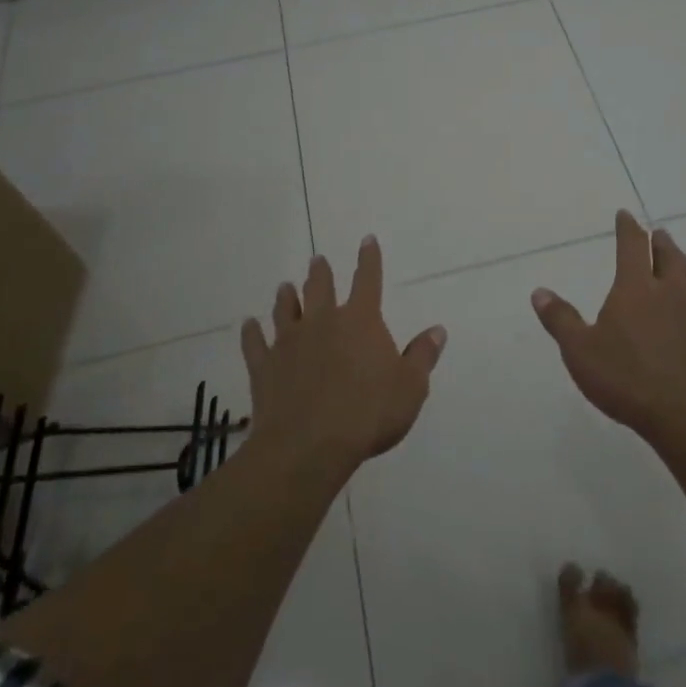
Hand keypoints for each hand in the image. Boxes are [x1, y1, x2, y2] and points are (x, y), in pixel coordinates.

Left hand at [240, 236, 446, 478]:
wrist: (308, 446)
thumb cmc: (368, 414)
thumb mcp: (410, 387)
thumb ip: (422, 356)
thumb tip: (437, 330)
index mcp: (360, 321)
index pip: (367, 280)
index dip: (369, 259)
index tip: (367, 240)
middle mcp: (322, 322)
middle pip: (320, 288)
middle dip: (320, 272)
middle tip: (317, 260)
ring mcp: (289, 343)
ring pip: (285, 310)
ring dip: (286, 297)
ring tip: (285, 286)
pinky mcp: (264, 367)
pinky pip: (255, 344)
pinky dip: (251, 333)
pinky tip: (247, 325)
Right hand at [532, 210, 685, 447]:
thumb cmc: (626, 378)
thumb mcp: (579, 351)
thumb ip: (560, 319)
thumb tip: (539, 291)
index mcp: (636, 288)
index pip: (632, 246)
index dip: (628, 228)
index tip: (626, 215)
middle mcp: (671, 294)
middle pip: (670, 259)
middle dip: (662, 243)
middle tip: (660, 235)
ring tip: (684, 263)